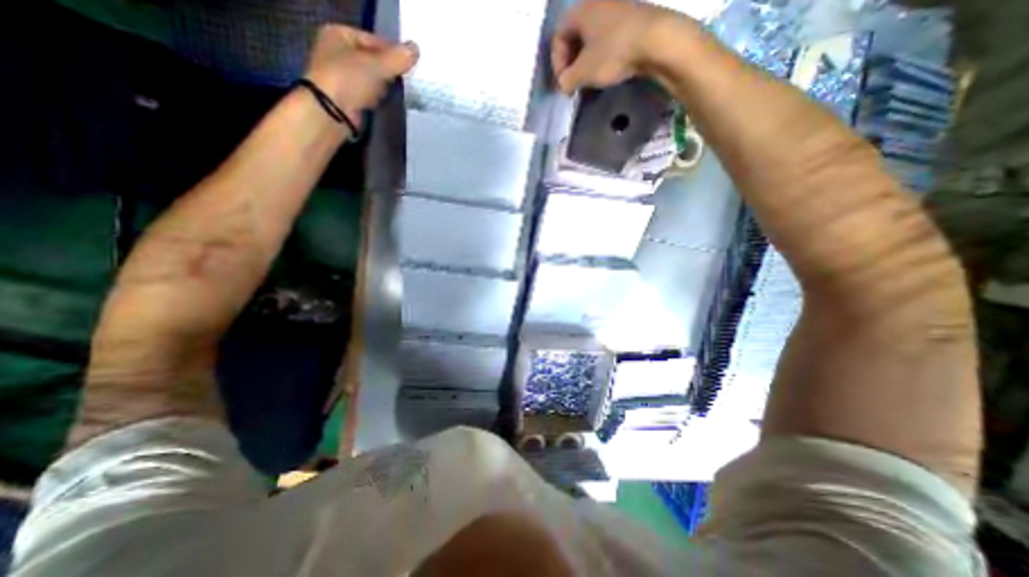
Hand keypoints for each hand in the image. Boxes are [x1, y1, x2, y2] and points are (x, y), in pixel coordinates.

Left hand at [302, 24, 418, 125]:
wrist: (332, 113)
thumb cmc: (349, 80)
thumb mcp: (377, 65)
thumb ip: (398, 58)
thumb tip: (416, 48)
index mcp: (339, 34)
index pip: (375, 41)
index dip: (394, 53)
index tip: (410, 66)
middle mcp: (338, 52)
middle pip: (375, 61)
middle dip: (391, 72)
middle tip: (408, 81)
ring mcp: (342, 77)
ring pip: (373, 79)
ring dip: (386, 87)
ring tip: (401, 93)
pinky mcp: (349, 98)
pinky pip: (370, 95)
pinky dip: (379, 99)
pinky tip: (389, 103)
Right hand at [556, 1, 677, 91]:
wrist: (657, 40)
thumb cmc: (613, 53)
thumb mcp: (584, 72)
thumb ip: (567, 80)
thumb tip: (564, 85)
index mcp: (581, 10)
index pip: (558, 36)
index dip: (557, 63)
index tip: (563, 83)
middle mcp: (597, 4)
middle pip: (575, 36)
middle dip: (571, 63)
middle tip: (574, 83)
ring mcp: (617, 9)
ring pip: (592, 38)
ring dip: (586, 62)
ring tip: (589, 81)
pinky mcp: (632, 20)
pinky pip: (608, 39)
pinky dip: (602, 56)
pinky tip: (606, 71)